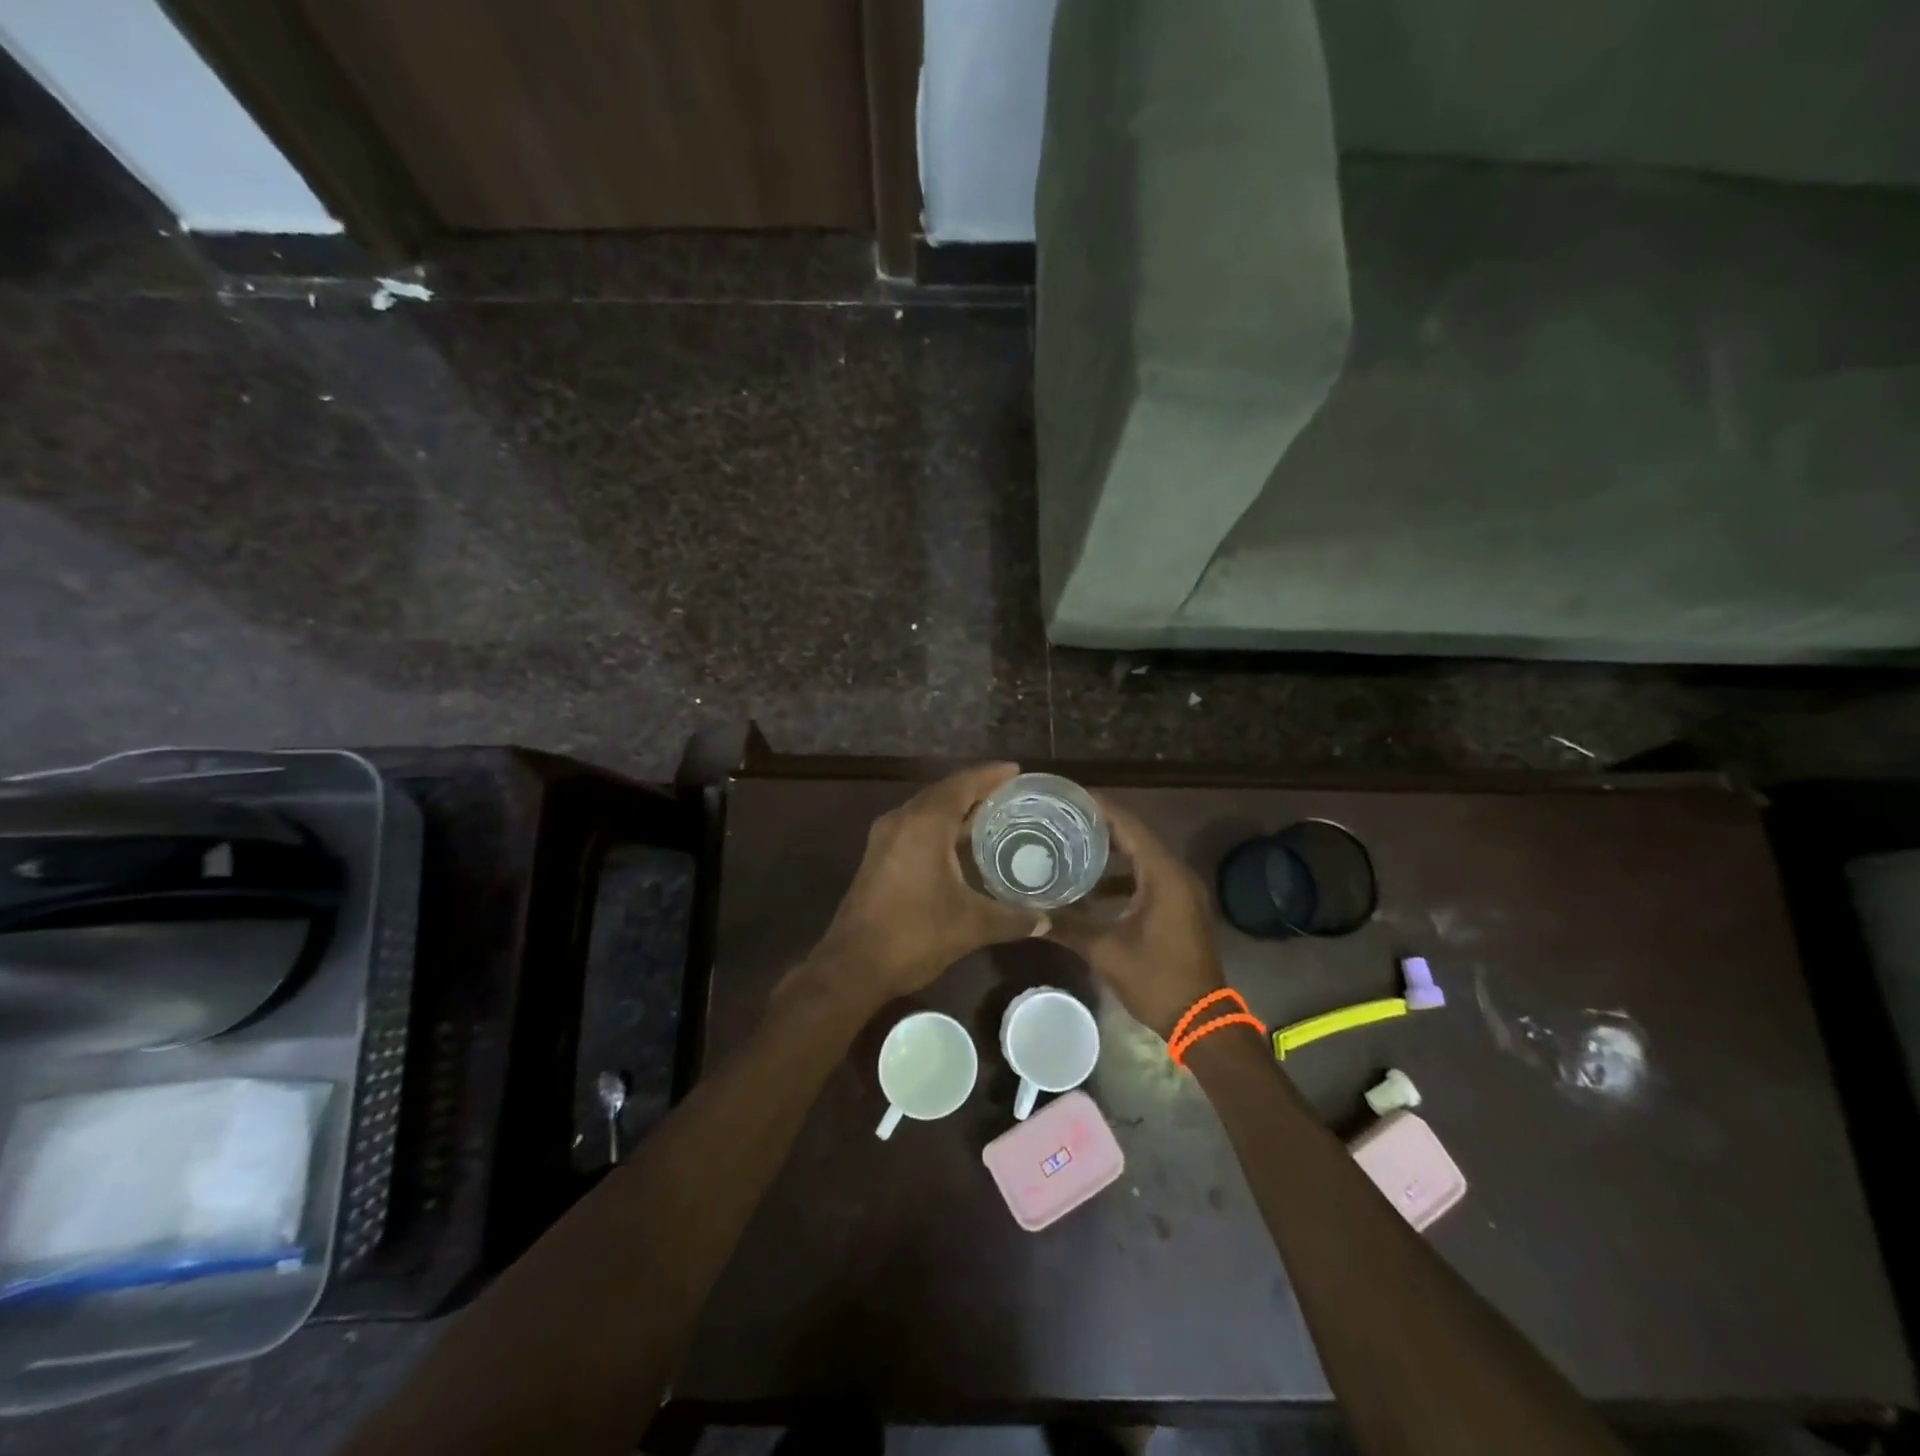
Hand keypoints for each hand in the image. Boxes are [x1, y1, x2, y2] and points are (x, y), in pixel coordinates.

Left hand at [803, 763, 1044, 1008]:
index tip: (1016, 771)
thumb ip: (1012, 919)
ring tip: (990, 817)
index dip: (990, 775)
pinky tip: (959, 847)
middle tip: (1009, 795)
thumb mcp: (971, 926)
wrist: (853, 965)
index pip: (961, 785)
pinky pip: (913, 828)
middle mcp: (901, 821)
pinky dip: (939, 828)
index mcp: (924, 824)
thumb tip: (1045, 920)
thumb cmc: (915, 935)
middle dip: (975, 790)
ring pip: (925, 811)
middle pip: (942, 793)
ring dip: (955, 810)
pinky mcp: (877, 857)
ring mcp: (884, 839)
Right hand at [1049, 797, 1225, 1037]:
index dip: (1100, 807)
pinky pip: (1149, 876)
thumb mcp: (1106, 951)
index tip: (1069, 795)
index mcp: (1162, 874)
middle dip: (1101, 825)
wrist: (1201, 1019)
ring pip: (1142, 856)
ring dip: (1112, 851)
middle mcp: (1176, 873)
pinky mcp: (1180, 906)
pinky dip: (1123, 874)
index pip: (1129, 825)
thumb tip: (1030, 914)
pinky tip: (1094, 884)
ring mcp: (1181, 890)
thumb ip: (1068, 926)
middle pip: (1136, 836)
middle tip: (1063, 817)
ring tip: (1072, 843)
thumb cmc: (1156, 979)